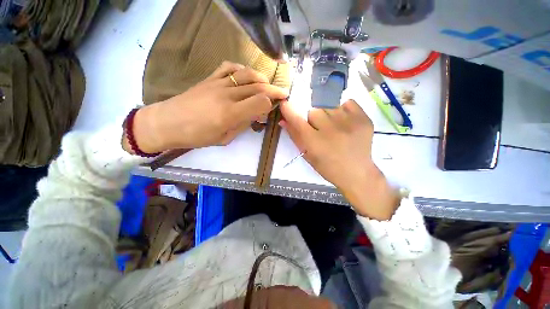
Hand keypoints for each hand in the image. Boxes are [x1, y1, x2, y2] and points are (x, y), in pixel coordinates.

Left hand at [126, 62, 288, 152]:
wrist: (168, 122)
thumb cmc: (196, 136)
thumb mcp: (224, 138)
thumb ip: (242, 125)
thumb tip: (255, 115)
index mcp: (230, 114)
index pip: (260, 102)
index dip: (271, 104)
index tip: (274, 108)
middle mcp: (227, 95)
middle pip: (258, 87)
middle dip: (274, 90)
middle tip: (283, 93)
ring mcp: (218, 84)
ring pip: (247, 74)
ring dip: (262, 79)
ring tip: (268, 85)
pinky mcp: (210, 78)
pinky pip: (230, 67)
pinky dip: (242, 69)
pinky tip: (246, 75)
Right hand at [280, 99, 399, 219]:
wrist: (356, 172)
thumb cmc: (328, 167)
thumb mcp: (307, 155)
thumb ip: (295, 136)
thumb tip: (282, 120)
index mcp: (314, 142)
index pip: (297, 119)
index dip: (288, 109)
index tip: (284, 103)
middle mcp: (330, 130)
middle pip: (314, 111)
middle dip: (313, 119)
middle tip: (320, 130)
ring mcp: (348, 122)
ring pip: (329, 106)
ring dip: (328, 115)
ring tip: (335, 127)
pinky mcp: (363, 118)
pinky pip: (347, 103)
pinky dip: (343, 110)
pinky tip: (345, 122)